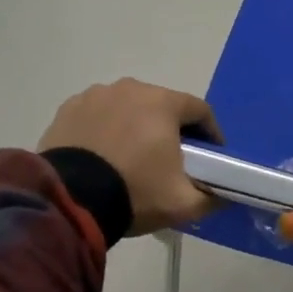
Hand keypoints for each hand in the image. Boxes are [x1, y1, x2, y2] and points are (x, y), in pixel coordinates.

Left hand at [39, 79, 222, 235]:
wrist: (68, 202)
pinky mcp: (68, 110)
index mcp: (163, 102)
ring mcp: (95, 96)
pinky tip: (103, 156)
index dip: (211, 133)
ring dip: (136, 127)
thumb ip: (213, 197)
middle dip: (171, 129)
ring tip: (133, 158)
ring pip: (128, 109)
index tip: (212, 156)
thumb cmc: (134, 192)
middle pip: (162, 106)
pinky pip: (98, 116)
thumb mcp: (183, 203)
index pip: (200, 110)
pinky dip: (106, 130)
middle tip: (172, 159)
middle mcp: (131, 88)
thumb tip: (225, 196)